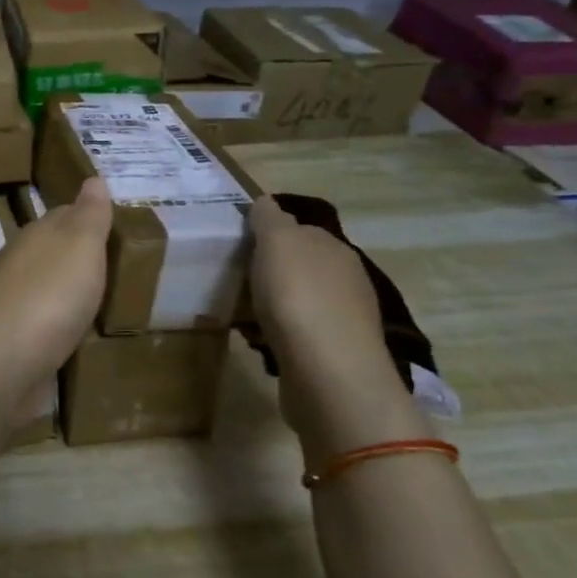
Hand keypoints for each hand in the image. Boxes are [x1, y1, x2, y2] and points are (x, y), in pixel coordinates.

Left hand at [0, 178, 111, 426]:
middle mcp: (20, 264)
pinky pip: (45, 322)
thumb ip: (89, 215)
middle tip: (119, 266)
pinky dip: (61, 323)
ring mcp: (13, 303)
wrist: (1, 366)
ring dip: (70, 291)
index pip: (65, 215)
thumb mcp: (80, 246)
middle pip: (54, 251)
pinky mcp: (14, 340)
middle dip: (81, 256)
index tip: (116, 227)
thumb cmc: (48, 297)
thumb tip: (93, 178)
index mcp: (35, 236)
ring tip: (104, 300)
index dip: (90, 218)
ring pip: (48, 287)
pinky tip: (77, 333)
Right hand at [249, 198, 425, 464]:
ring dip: (270, 305)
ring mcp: (342, 319)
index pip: (298, 229)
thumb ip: (270, 219)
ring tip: (237, 312)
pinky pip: (295, 333)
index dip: (267, 233)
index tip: (237, 244)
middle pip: (298, 266)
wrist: (328, 374)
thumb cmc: (298, 297)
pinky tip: (256, 341)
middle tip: (231, 278)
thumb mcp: (277, 242)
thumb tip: (266, 203)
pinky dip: (275, 334)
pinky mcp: (331, 354)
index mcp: (333, 248)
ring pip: (297, 301)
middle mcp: (345, 279)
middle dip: (268, 271)